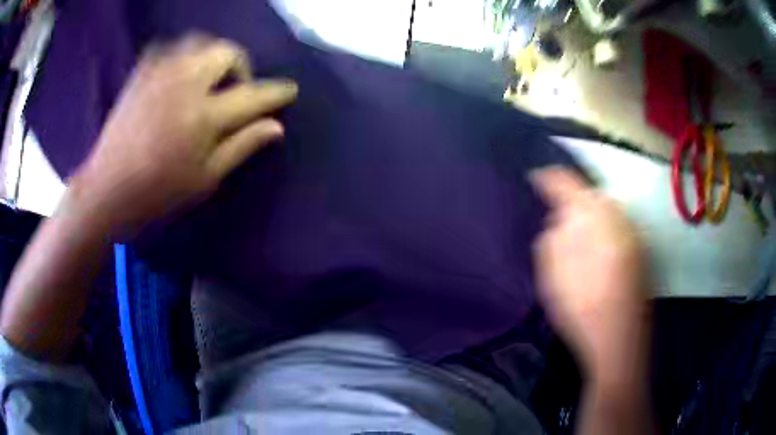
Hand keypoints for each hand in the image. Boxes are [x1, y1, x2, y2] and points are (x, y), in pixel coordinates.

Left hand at [71, 35, 297, 235]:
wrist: (107, 190)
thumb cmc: (158, 193)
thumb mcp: (205, 179)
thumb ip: (241, 146)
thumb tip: (275, 127)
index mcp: (204, 116)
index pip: (252, 95)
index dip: (275, 92)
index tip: (289, 90)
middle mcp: (185, 83)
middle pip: (227, 52)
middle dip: (241, 66)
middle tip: (235, 90)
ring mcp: (160, 73)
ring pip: (199, 41)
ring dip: (212, 55)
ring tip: (208, 78)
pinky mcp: (142, 73)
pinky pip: (169, 47)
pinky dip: (182, 54)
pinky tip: (179, 73)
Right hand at [530, 167, 650, 385]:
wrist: (618, 339)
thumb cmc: (580, 306)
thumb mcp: (551, 272)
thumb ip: (551, 236)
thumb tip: (558, 220)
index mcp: (592, 213)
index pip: (564, 181)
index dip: (546, 178)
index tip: (534, 179)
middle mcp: (616, 214)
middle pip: (589, 193)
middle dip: (570, 200)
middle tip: (554, 216)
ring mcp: (632, 231)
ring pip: (605, 210)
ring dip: (588, 215)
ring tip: (576, 236)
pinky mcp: (640, 250)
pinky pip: (616, 227)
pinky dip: (603, 231)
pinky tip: (596, 255)